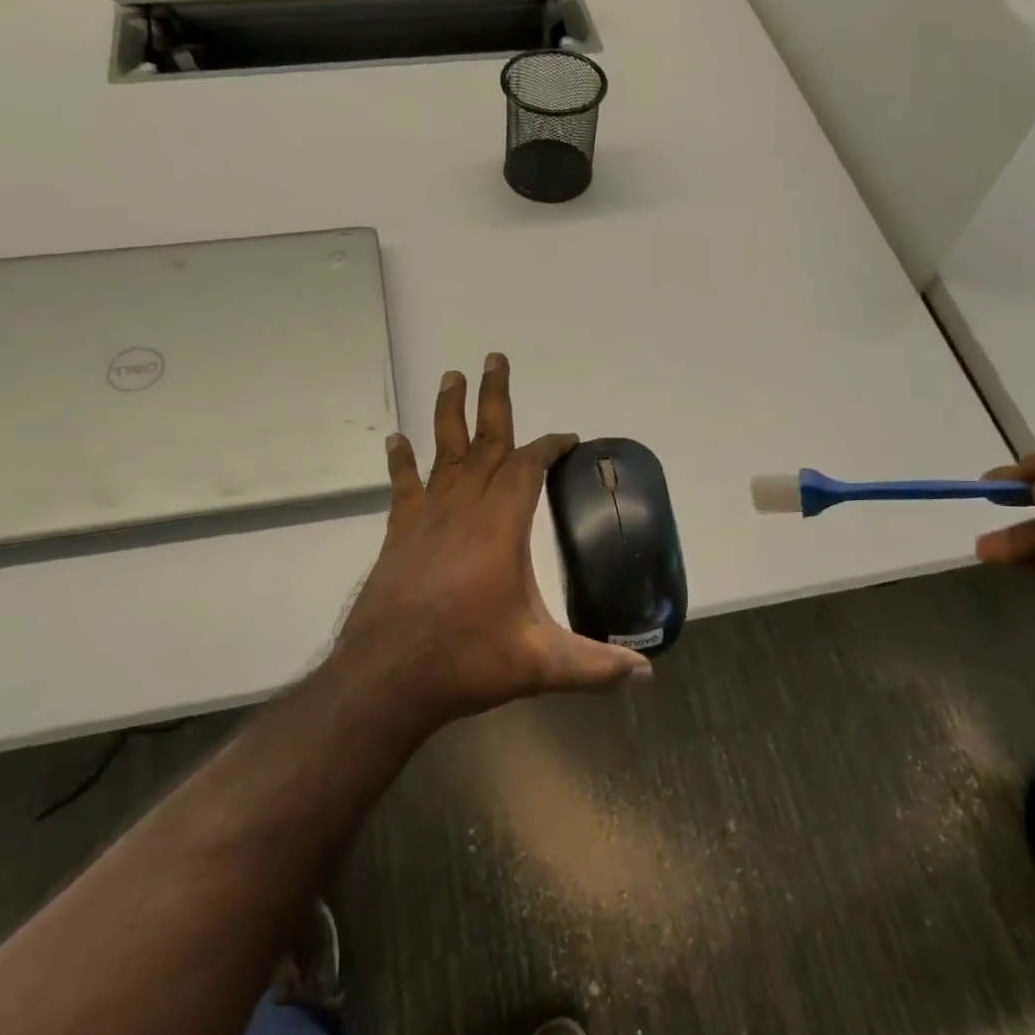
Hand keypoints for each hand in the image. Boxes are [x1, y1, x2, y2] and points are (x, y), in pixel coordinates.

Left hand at [329, 353, 649, 727]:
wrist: (387, 676)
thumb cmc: (467, 660)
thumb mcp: (541, 664)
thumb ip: (596, 667)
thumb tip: (646, 676)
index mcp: (502, 526)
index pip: (529, 467)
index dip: (550, 447)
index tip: (567, 438)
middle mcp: (464, 508)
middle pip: (485, 441)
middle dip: (494, 398)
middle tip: (495, 358)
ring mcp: (427, 518)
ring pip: (443, 452)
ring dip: (449, 413)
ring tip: (451, 377)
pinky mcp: (399, 534)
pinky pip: (404, 486)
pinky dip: (402, 461)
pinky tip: (397, 440)